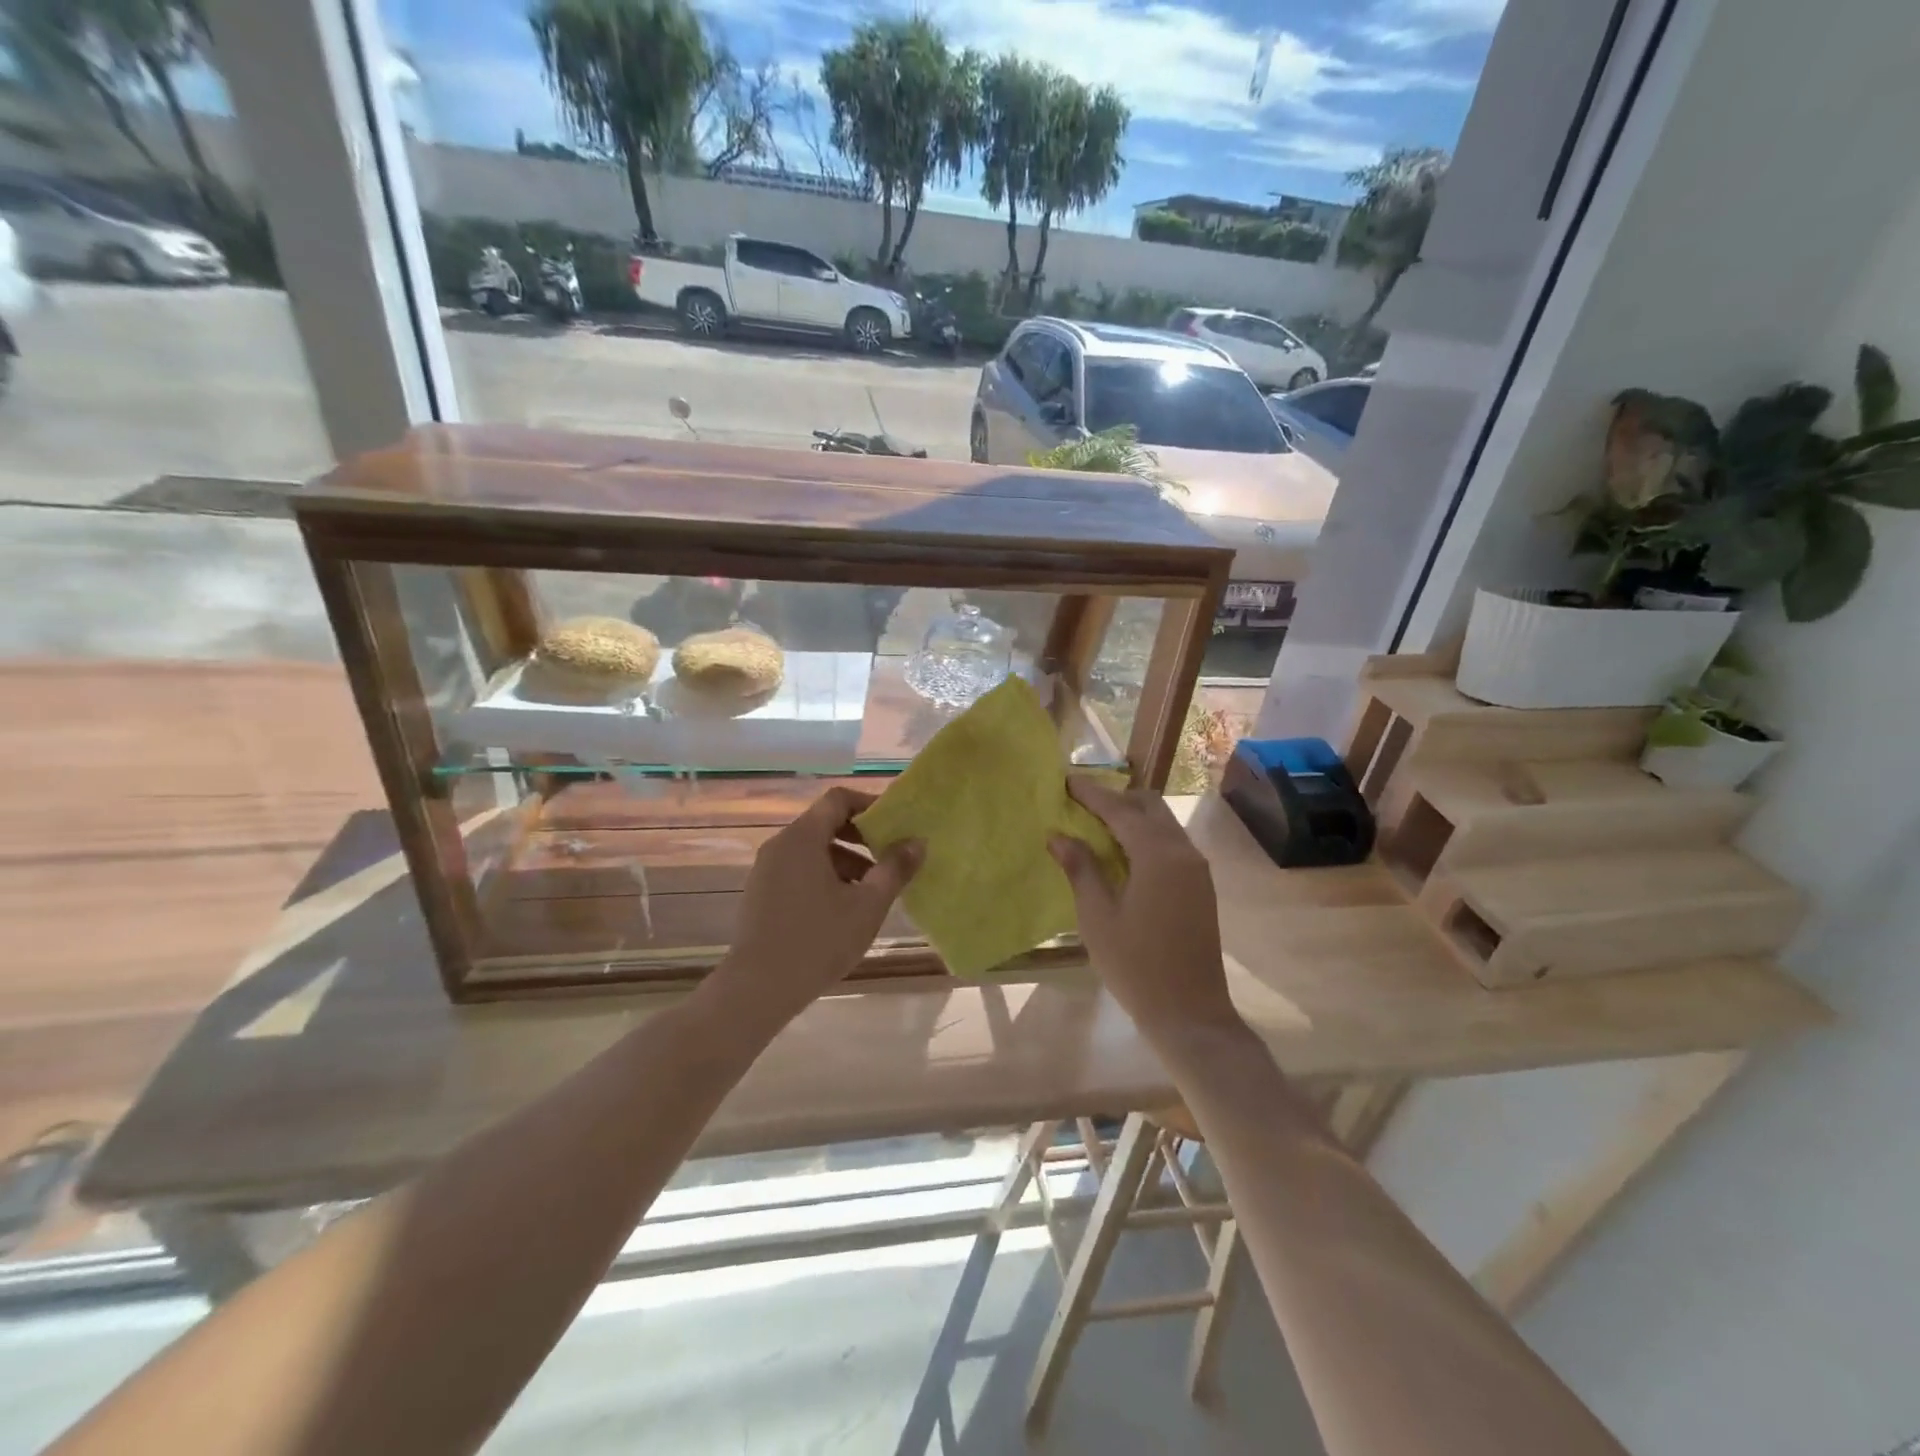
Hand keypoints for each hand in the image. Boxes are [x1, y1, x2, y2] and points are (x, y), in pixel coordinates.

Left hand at [716, 787, 921, 1021]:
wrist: (758, 988)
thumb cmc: (818, 940)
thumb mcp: (867, 905)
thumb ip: (894, 869)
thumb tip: (917, 841)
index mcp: (803, 838)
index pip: (838, 800)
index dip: (869, 804)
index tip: (895, 823)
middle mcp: (780, 845)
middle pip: (825, 824)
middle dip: (861, 837)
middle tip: (889, 858)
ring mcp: (766, 870)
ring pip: (812, 850)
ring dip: (845, 861)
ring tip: (871, 892)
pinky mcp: (761, 893)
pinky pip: (798, 870)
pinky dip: (824, 876)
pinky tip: (842, 910)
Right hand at [1050, 777, 1238, 1042]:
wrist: (1190, 1013)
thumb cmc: (1136, 966)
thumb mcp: (1097, 917)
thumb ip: (1080, 869)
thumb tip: (1058, 835)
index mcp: (1158, 855)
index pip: (1120, 809)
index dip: (1092, 793)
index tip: (1066, 780)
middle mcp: (1183, 852)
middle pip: (1149, 806)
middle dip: (1115, 799)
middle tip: (1081, 804)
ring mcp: (1197, 869)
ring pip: (1163, 824)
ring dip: (1132, 817)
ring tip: (1096, 826)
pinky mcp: (1200, 886)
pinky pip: (1171, 844)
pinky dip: (1146, 837)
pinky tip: (1122, 853)